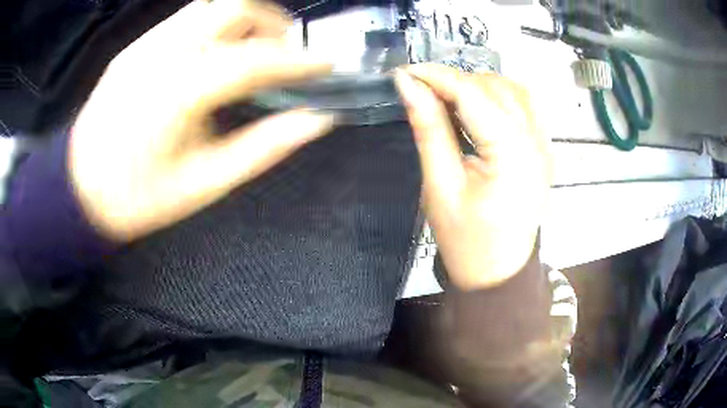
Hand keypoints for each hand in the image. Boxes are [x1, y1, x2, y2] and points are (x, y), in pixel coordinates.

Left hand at [70, 0, 334, 241]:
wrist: (78, 188)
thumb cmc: (138, 198)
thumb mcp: (204, 184)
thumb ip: (263, 148)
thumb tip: (316, 120)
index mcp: (180, 93)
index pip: (256, 59)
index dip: (299, 60)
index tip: (328, 64)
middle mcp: (163, 53)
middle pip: (234, 7)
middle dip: (273, 23)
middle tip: (286, 53)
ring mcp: (146, 44)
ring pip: (211, 4)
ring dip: (245, 18)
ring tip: (254, 48)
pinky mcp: (135, 46)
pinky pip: (186, 18)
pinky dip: (216, 25)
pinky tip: (214, 53)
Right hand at [395, 65, 550, 289]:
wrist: (498, 272)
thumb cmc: (466, 240)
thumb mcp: (440, 186)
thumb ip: (428, 129)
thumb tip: (408, 85)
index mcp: (512, 155)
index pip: (472, 95)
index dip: (436, 77)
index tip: (405, 72)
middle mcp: (536, 142)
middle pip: (495, 86)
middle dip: (455, 80)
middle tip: (422, 91)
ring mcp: (544, 145)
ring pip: (513, 89)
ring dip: (478, 85)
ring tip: (448, 99)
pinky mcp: (543, 149)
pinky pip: (525, 105)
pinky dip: (499, 95)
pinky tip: (479, 108)